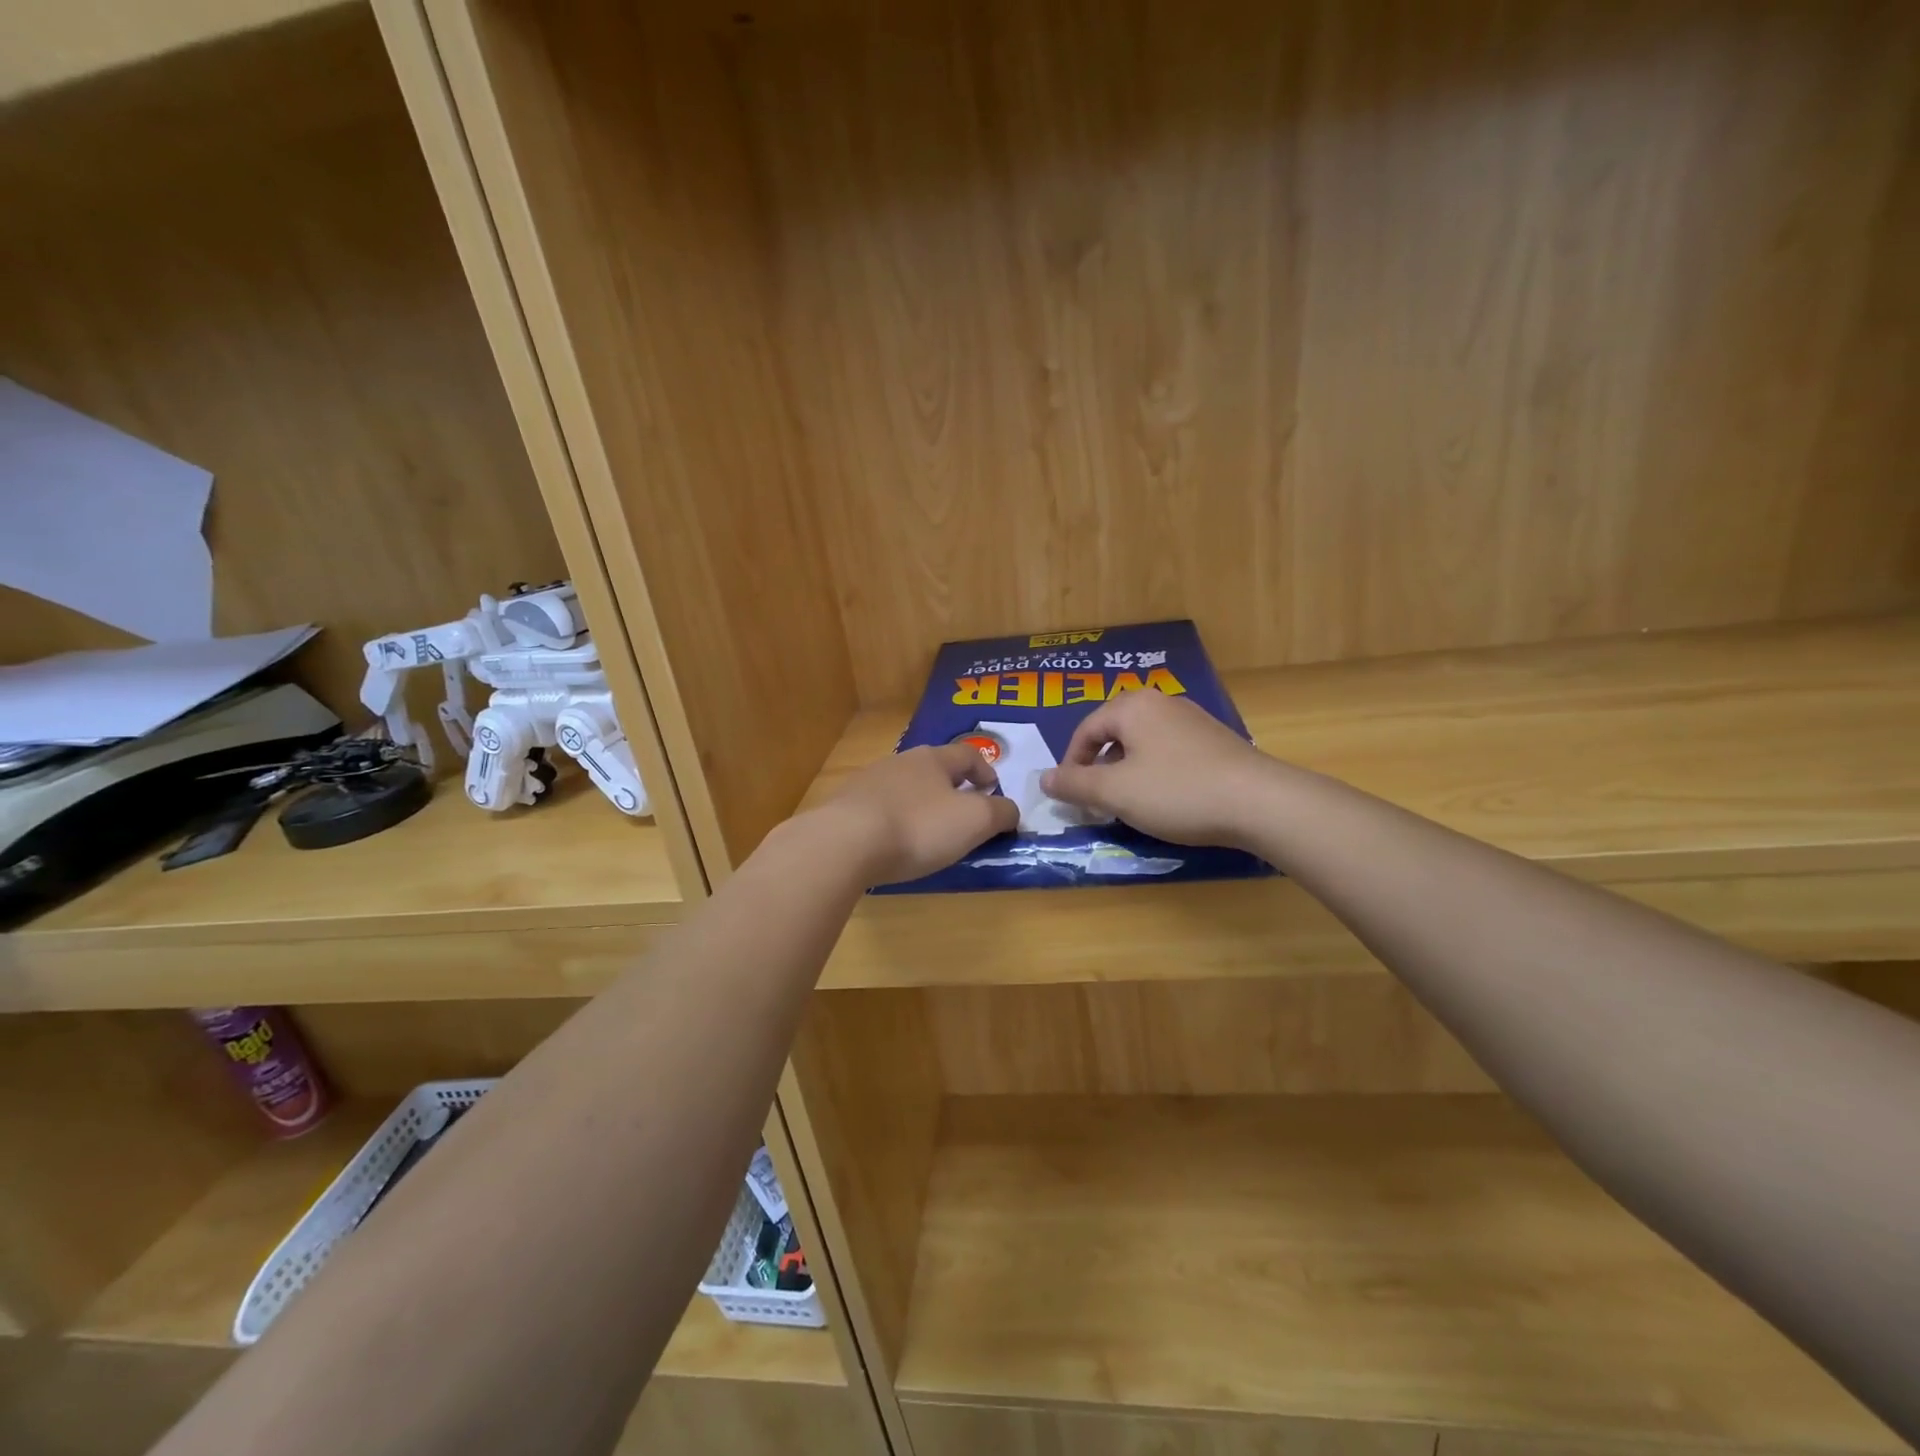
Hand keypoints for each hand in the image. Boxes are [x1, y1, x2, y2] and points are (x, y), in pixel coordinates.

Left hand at [817, 743, 1019, 886]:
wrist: (845, 843)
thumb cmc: (918, 827)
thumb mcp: (974, 821)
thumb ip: (1000, 813)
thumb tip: (1010, 810)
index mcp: (933, 759)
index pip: (968, 754)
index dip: (985, 771)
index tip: (993, 791)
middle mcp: (899, 762)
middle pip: (933, 768)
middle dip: (951, 787)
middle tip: (962, 813)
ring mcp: (868, 782)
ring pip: (904, 787)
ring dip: (920, 803)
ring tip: (927, 831)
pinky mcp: (845, 806)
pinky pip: (878, 808)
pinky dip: (893, 820)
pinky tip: (892, 843)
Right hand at [1041, 690, 1268, 846]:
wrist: (1260, 802)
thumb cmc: (1177, 792)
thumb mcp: (1115, 793)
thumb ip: (1075, 785)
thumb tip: (1044, 779)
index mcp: (1133, 707)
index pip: (1086, 730)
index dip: (1071, 764)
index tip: (1069, 796)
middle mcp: (1162, 703)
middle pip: (1114, 732)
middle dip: (1099, 767)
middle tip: (1095, 800)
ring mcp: (1192, 720)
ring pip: (1143, 743)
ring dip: (1126, 771)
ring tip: (1128, 802)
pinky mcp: (1215, 740)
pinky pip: (1169, 751)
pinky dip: (1155, 772)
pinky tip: (1165, 799)